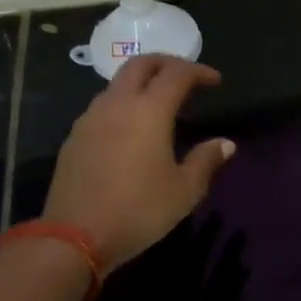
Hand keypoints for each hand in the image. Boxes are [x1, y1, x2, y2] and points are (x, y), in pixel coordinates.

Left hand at [44, 55, 235, 268]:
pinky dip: (123, 104)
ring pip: (117, 84)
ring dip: (141, 83)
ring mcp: (91, 119)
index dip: (198, 71)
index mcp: (149, 111)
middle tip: (186, 78)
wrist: (74, 236)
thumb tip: (225, 144)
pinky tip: (131, 129)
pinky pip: (103, 107)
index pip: (177, 74)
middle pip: (140, 65)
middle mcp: (117, 104)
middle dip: (166, 63)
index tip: (215, 81)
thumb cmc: (139, 210)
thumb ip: (206, 161)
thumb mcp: (184, 191)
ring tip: (159, 104)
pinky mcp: (74, 138)